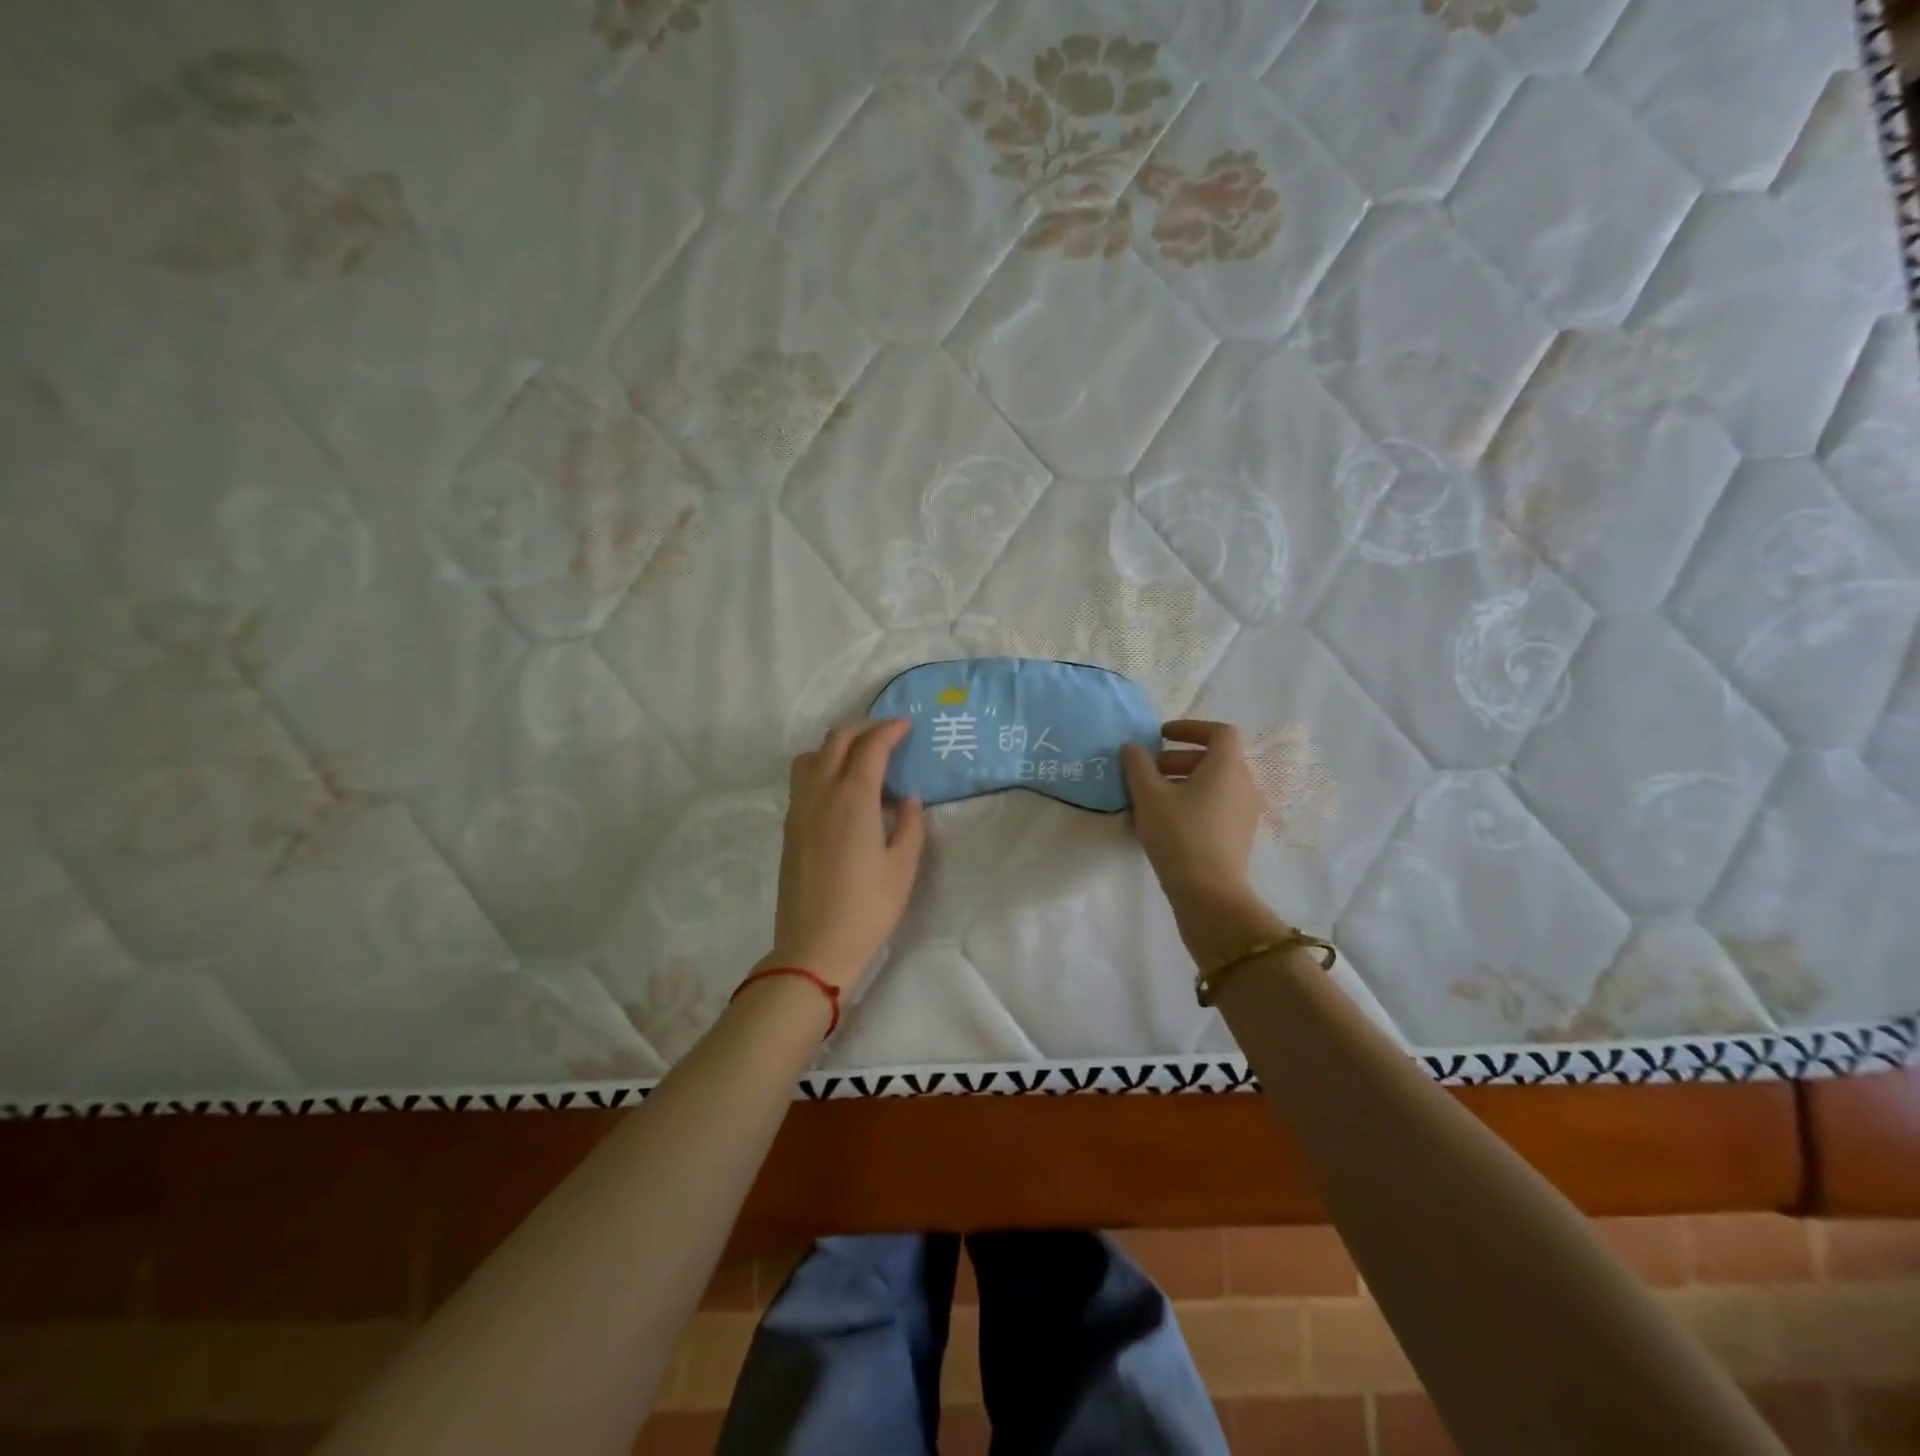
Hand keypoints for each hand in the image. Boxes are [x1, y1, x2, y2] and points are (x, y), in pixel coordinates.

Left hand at [767, 718, 925, 993]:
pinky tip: (841, 791)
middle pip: (836, 741)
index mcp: (853, 798)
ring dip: (836, 746)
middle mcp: (821, 794)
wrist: (815, 947)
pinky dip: (821, 767)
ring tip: (860, 759)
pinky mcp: (789, 828)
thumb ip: (909, 825)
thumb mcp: (903, 866)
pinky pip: (802, 780)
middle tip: (888, 735)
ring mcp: (799, 810)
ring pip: (811, 756)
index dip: (890, 730)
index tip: (907, 725)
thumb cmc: (868, 907)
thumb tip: (907, 799)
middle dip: (864, 729)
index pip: (870, 747)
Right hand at [1120, 719, 1262, 916]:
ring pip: (1213, 784)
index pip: (1219, 732)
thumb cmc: (1179, 835)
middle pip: (1214, 758)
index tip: (1161, 736)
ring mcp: (1244, 812)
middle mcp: (1243, 784)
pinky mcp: (1238, 836)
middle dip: (1178, 758)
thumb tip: (1133, 748)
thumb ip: (1138, 766)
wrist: (1209, 893)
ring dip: (1182, 782)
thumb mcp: (1149, 796)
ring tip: (1149, 799)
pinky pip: (1215, 806)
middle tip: (1148, 770)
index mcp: (1227, 767)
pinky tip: (1162, 822)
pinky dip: (1191, 803)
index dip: (1190, 728)